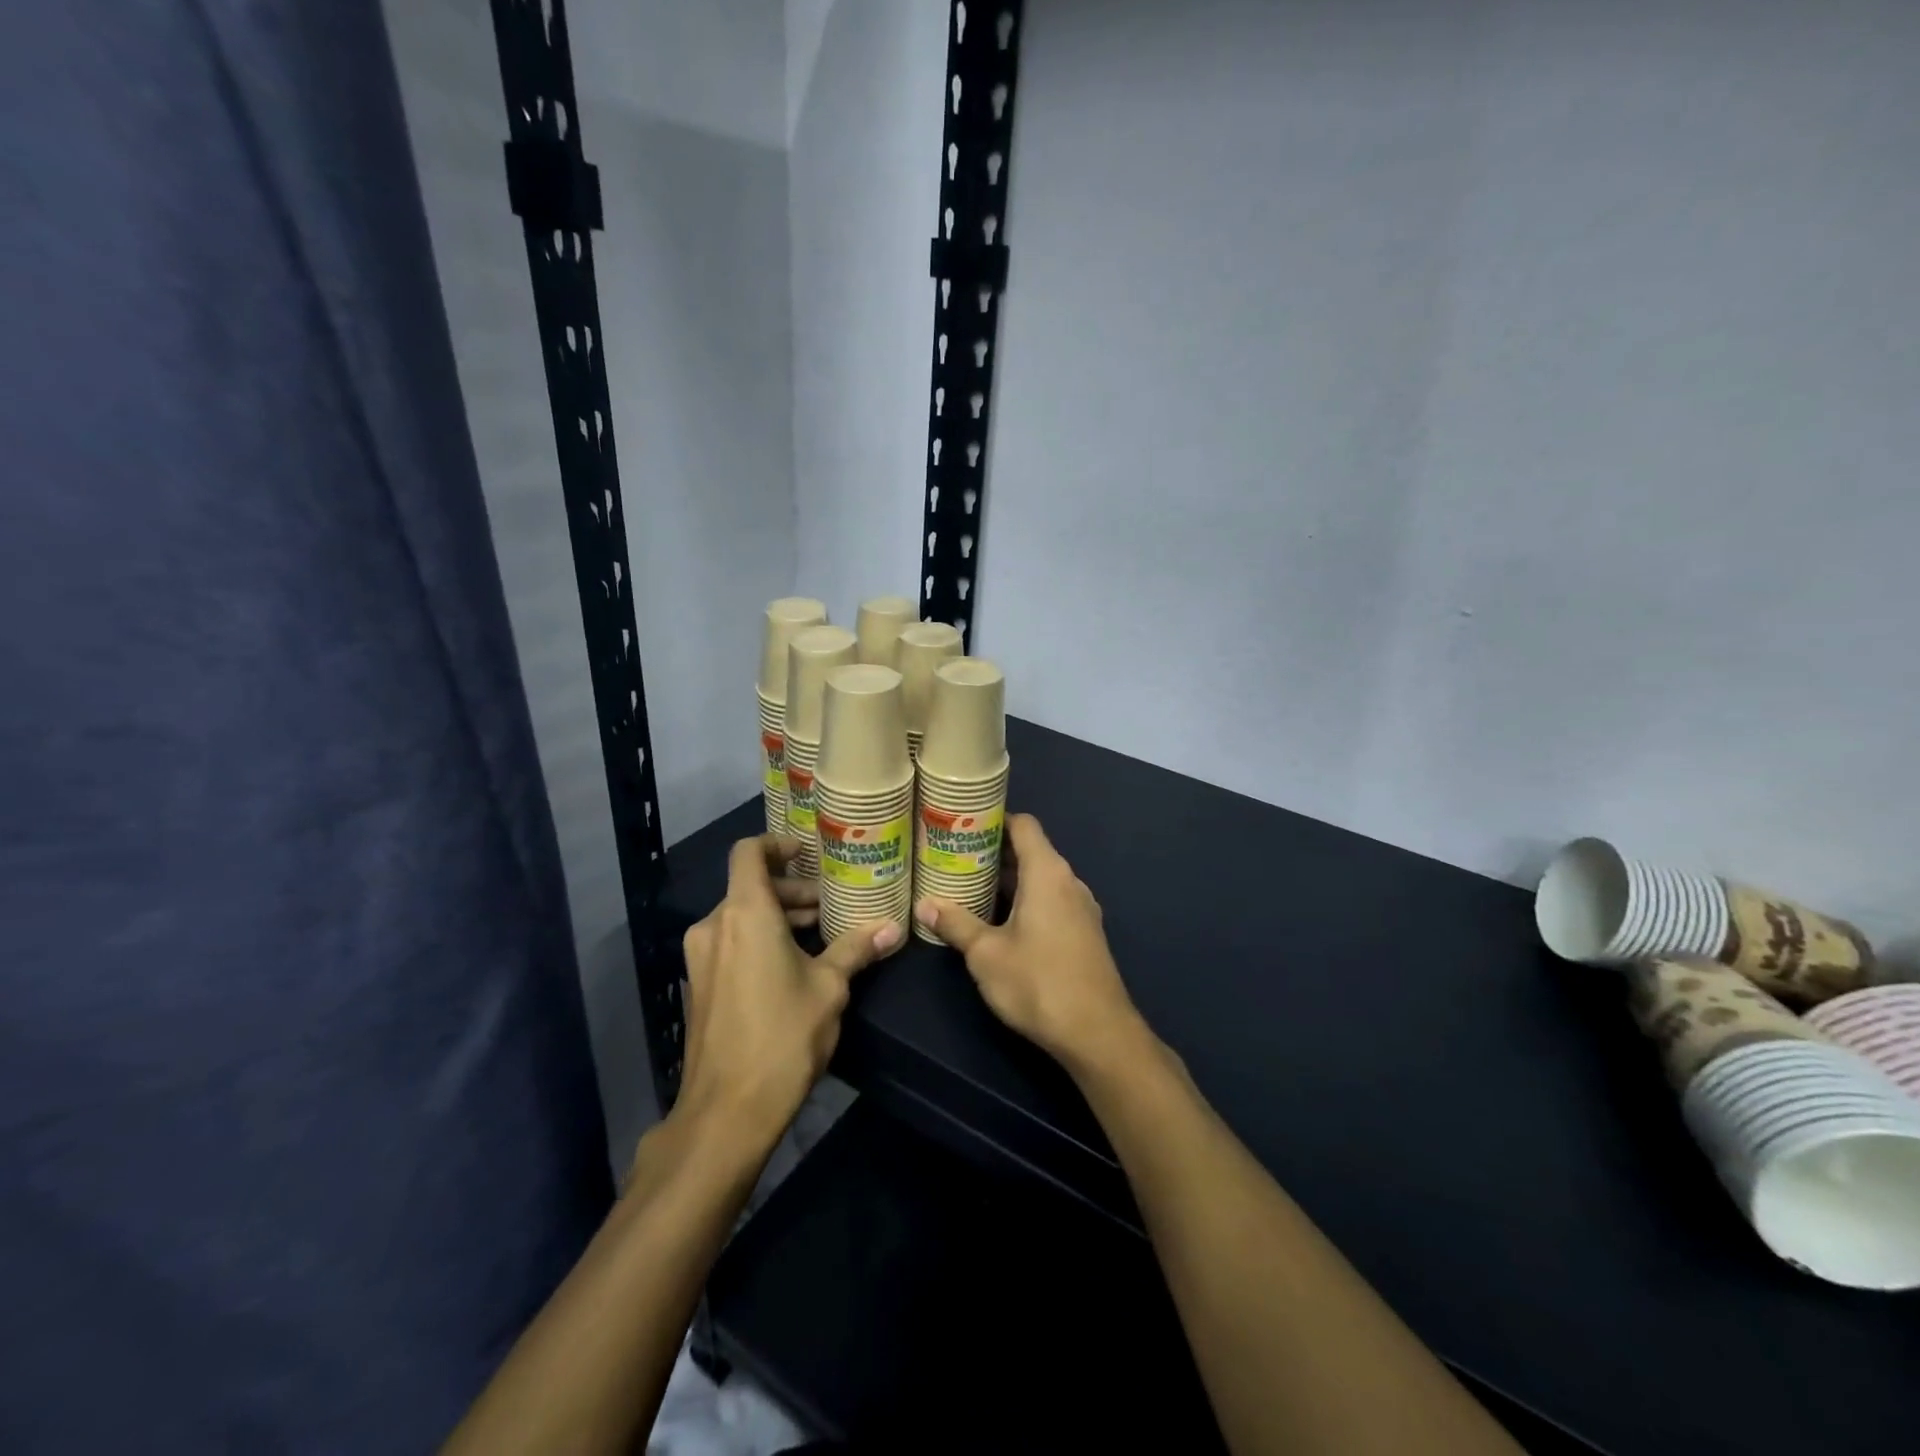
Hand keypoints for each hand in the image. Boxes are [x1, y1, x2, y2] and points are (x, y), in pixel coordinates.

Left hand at [677, 836, 899, 1143]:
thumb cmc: (783, 1035)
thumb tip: (892, 927)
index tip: (807, 854)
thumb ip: (856, 949)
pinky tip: (791, 967)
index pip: (749, 852)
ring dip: (777, 918)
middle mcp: (714, 926)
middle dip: (791, 891)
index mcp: (744, 914)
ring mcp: (700, 958)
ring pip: (740, 917)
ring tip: (818, 937)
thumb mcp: (829, 988)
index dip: (777, 844)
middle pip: (750, 887)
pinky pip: (730, 943)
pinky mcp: (699, 986)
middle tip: (828, 908)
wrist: (726, 1111)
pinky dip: (759, 940)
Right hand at [915, 814, 1146, 1070]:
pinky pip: (1051, 900)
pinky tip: (1000, 920)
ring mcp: (1081, 908)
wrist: (1097, 1033)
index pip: (1023, 825)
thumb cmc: (1038, 982)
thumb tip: (924, 904)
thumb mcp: (986, 954)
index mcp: (1047, 873)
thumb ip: (955, 924)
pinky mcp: (1085, 933)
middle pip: (1031, 850)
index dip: (994, 819)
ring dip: (1009, 879)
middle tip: (955, 857)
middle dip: (994, 851)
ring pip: (1041, 878)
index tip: (963, 824)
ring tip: (970, 886)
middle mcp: (1069, 881)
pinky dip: (1026, 899)